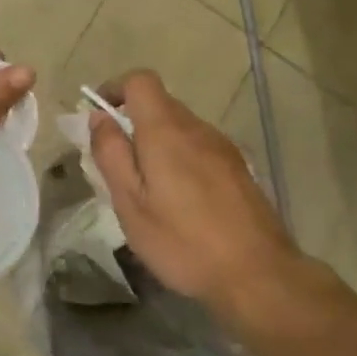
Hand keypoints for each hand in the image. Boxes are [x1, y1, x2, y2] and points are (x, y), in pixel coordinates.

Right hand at [89, 70, 342, 331]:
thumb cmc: (182, 241)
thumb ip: (111, 154)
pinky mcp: (238, 168)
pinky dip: (180, 159)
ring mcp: (223, 148)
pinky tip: (179, 201)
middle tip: (117, 166)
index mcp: (166, 131)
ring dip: (157, 144)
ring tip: (147, 190)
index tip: (99, 116)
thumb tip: (99, 117)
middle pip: (160, 104)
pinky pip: (199, 148)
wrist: (257, 274)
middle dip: (133, 123)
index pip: (140, 80)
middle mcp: (198, 128)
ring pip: (180, 128)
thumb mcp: (130, 202)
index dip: (115, 89)